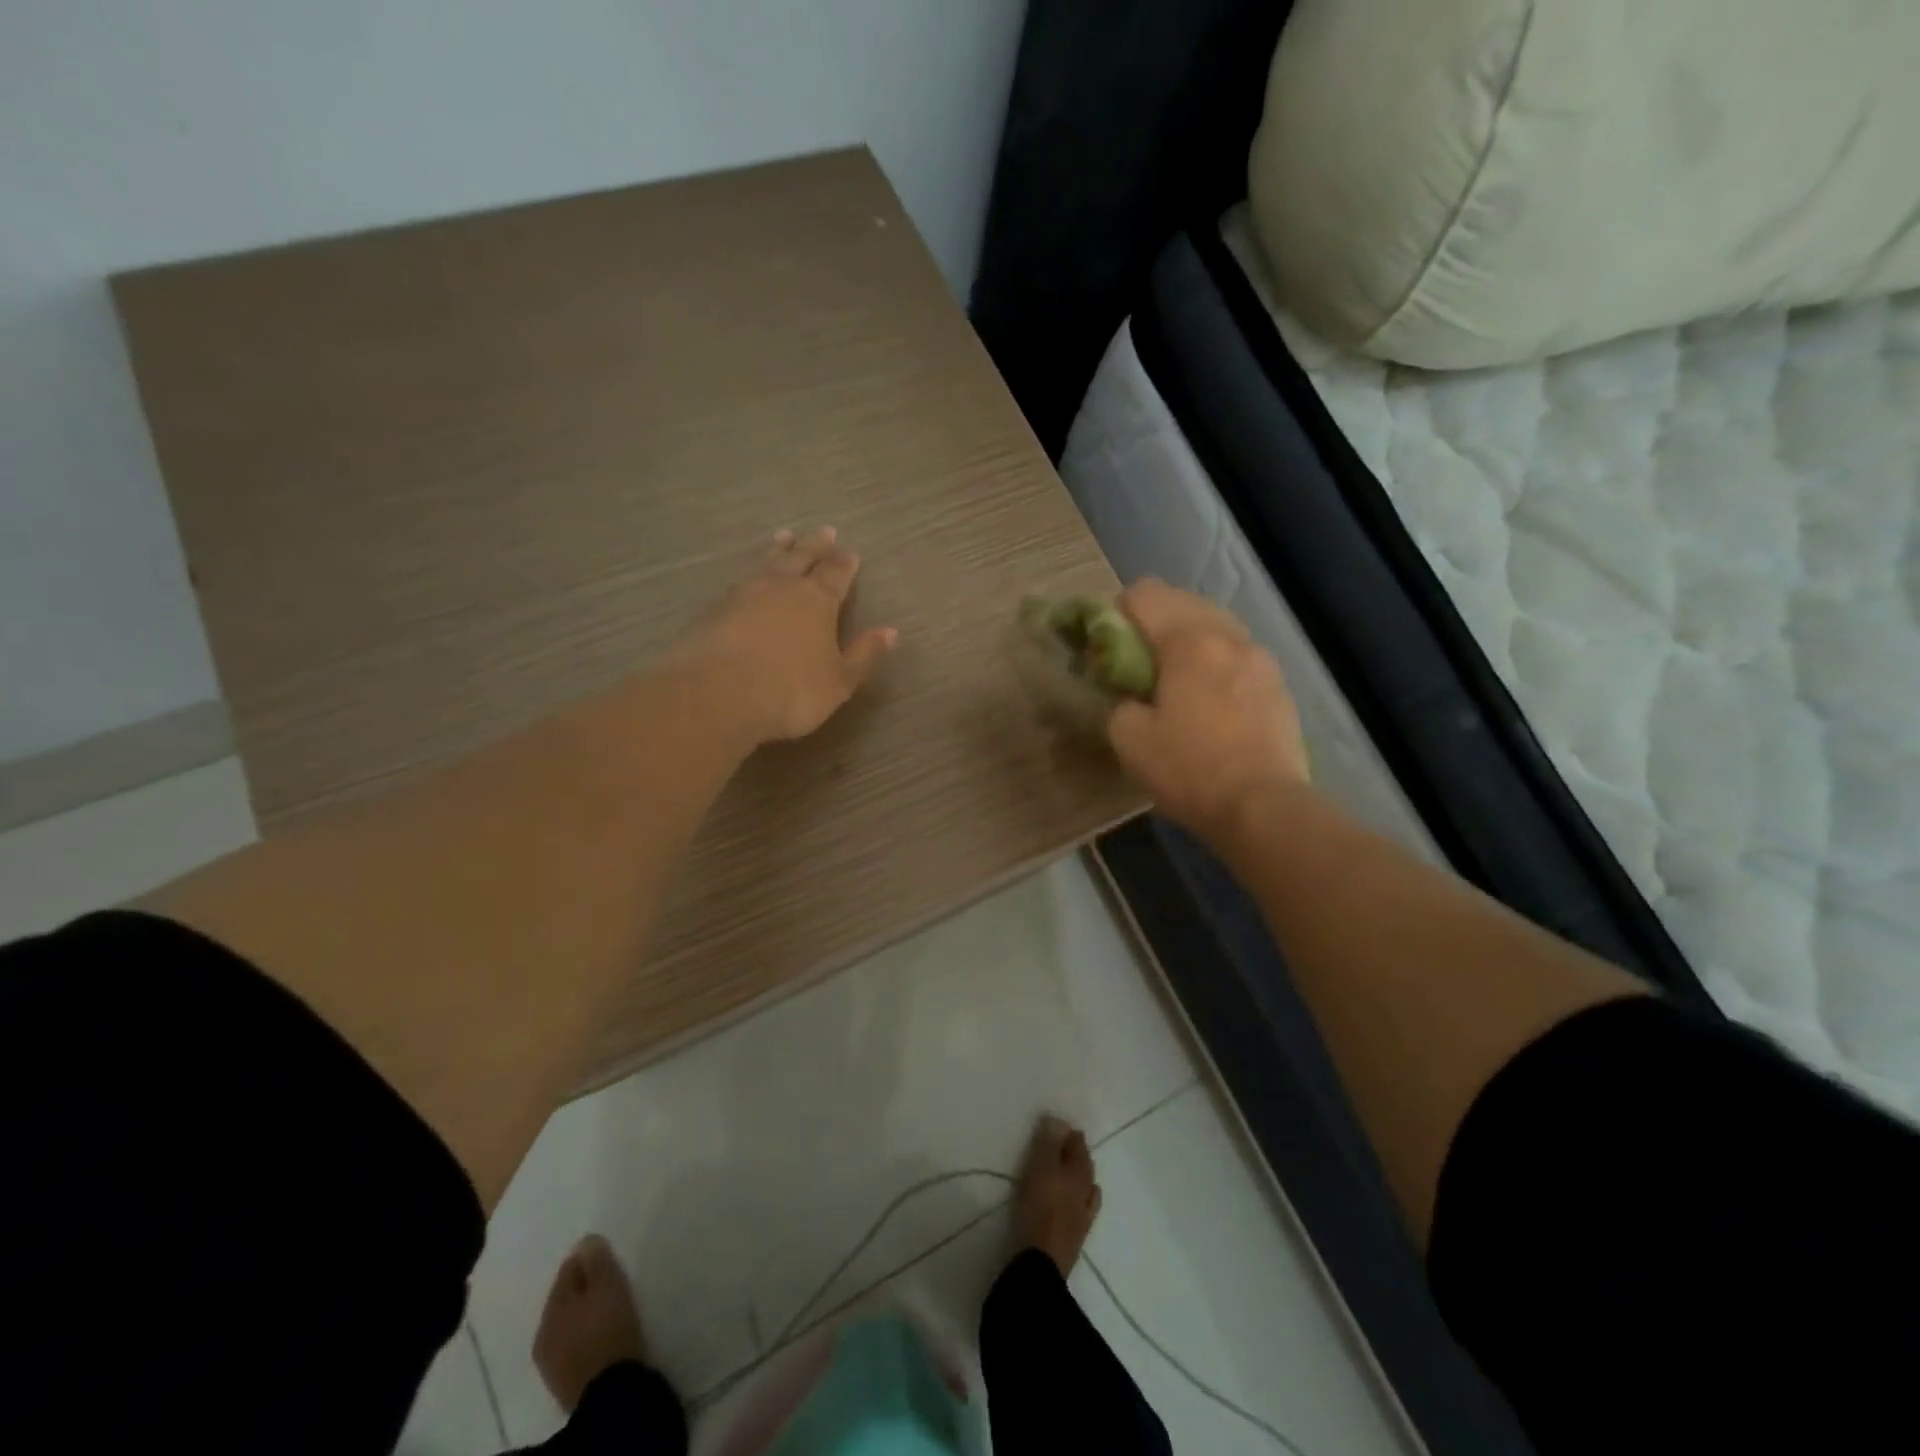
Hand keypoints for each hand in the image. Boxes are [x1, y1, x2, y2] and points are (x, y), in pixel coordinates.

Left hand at [675, 527, 897, 744]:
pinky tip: (747, 579)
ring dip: (779, 550)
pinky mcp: (714, 610)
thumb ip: (864, 655)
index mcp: (817, 601)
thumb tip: (891, 632)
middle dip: (814, 546)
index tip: (850, 552)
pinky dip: (750, 575)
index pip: (836, 575)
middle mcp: (781, 588)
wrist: (718, 695)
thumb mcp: (839, 681)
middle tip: (824, 531)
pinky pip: (739, 583)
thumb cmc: (792, 691)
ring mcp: (744, 595)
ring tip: (784, 536)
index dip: (844, 564)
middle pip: (801, 559)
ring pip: (767, 564)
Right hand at [1106, 580, 1308, 839]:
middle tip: (1139, 660)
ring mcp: (1261, 658)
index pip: (1145, 593)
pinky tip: (1212, 698)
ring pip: (1217, 625)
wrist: (1263, 807)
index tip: (1109, 645)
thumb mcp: (1128, 738)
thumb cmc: (1189, 769)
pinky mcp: (1279, 686)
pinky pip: (1239, 654)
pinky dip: (1218, 661)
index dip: (1118, 611)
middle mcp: (1229, 636)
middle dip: (1155, 620)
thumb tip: (1128, 695)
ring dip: (1190, 638)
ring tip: (1178, 677)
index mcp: (1188, 640)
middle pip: (1184, 600)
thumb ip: (1118, 701)